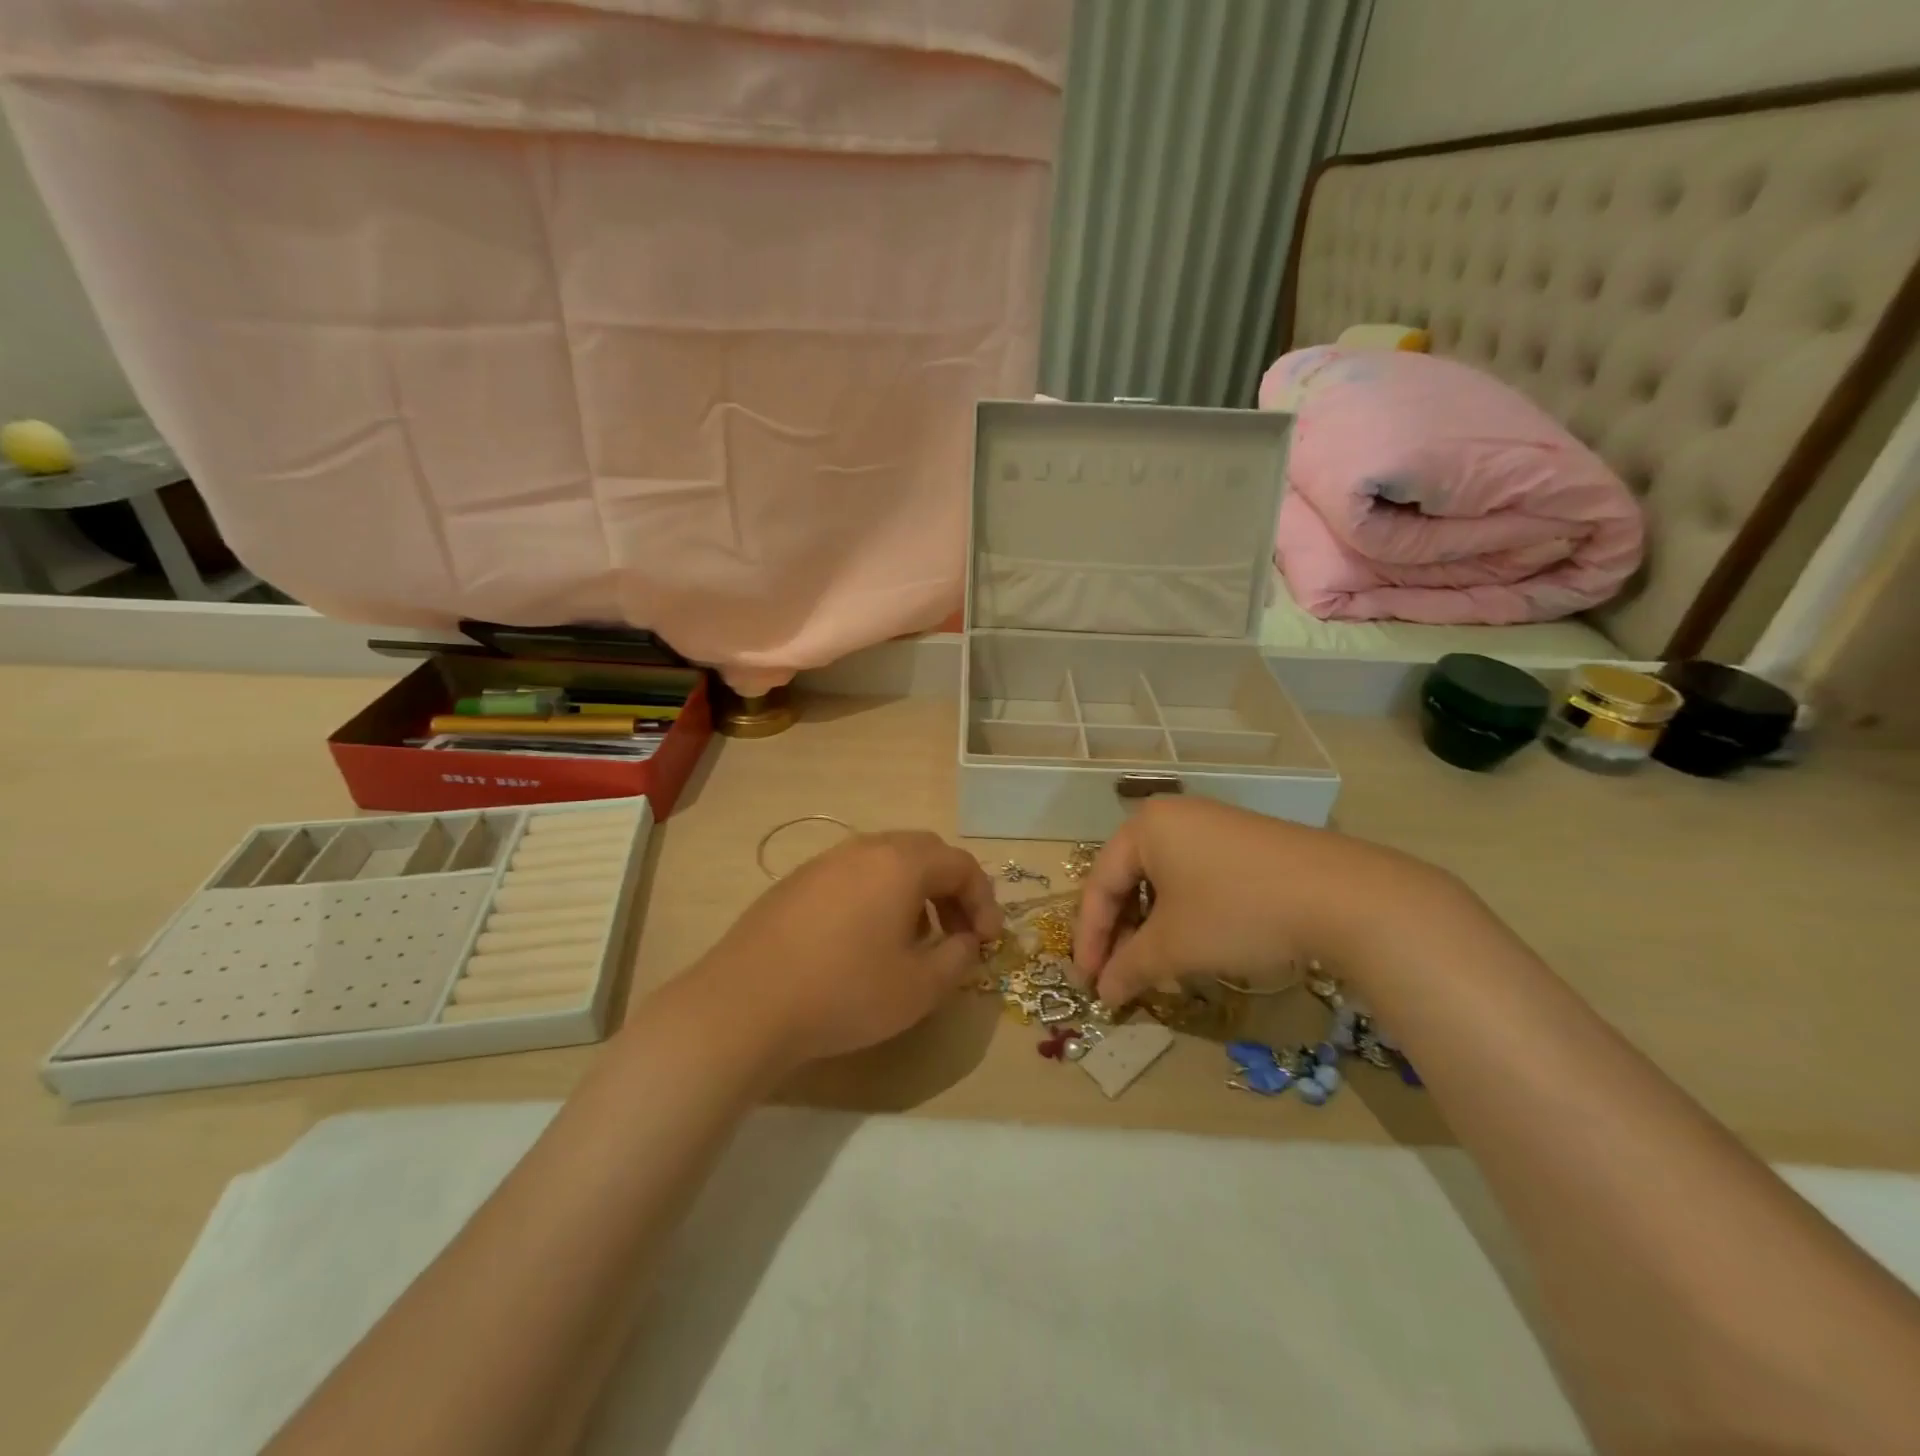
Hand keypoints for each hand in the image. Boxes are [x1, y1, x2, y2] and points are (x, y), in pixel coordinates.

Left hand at [693, 831, 1003, 1066]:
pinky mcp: (796, 883)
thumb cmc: (845, 992)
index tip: (989, 942)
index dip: (984, 901)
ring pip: (886, 862)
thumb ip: (959, 959)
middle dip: (951, 892)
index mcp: (900, 863)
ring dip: (914, 893)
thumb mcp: (919, 988)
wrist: (746, 1004)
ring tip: (914, 940)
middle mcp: (864, 849)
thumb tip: (967, 941)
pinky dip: (877, 897)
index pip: (961, 865)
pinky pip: (853, 876)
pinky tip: (865, 942)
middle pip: (925, 853)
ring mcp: (824, 862)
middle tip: (958, 933)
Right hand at [1071, 798, 1444, 1004]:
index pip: (1100, 884)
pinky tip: (1195, 945)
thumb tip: (1104, 994)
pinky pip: (1196, 877)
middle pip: (1130, 879)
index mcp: (1144, 827)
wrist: (1343, 897)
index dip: (1089, 938)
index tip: (1088, 982)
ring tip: (1154, 967)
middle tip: (1118, 977)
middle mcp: (1174, 817)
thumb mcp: (1174, 946)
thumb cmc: (1237, 912)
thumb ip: (1129, 968)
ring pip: (1164, 881)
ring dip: (1152, 927)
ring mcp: (1214, 826)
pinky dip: (1185, 914)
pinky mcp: (1246, 844)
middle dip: (1121, 934)